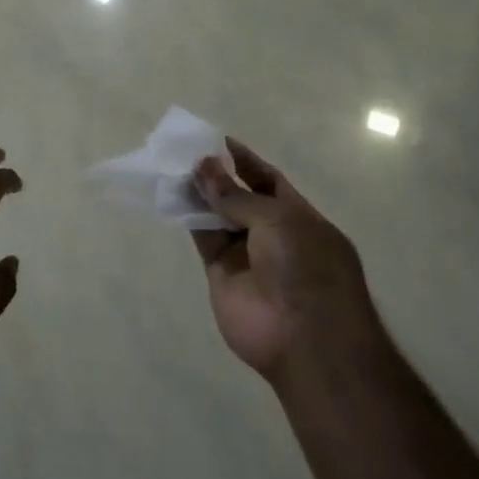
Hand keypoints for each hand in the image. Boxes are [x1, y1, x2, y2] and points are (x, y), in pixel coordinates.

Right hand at [192, 139, 375, 382]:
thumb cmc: (306, 268)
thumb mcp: (277, 220)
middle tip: (186, 151)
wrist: (303, 337)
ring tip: (173, 166)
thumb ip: (236, 195)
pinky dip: (188, 218)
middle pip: (240, 197)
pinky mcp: (221, 273)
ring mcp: (246, 255)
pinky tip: (172, 195)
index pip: (269, 180)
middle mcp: (272, 234)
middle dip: (217, 176)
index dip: (245, 161)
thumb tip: (204, 167)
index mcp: (299, 217)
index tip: (218, 140)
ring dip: (199, 193)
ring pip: (217, 216)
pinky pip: (203, 239)